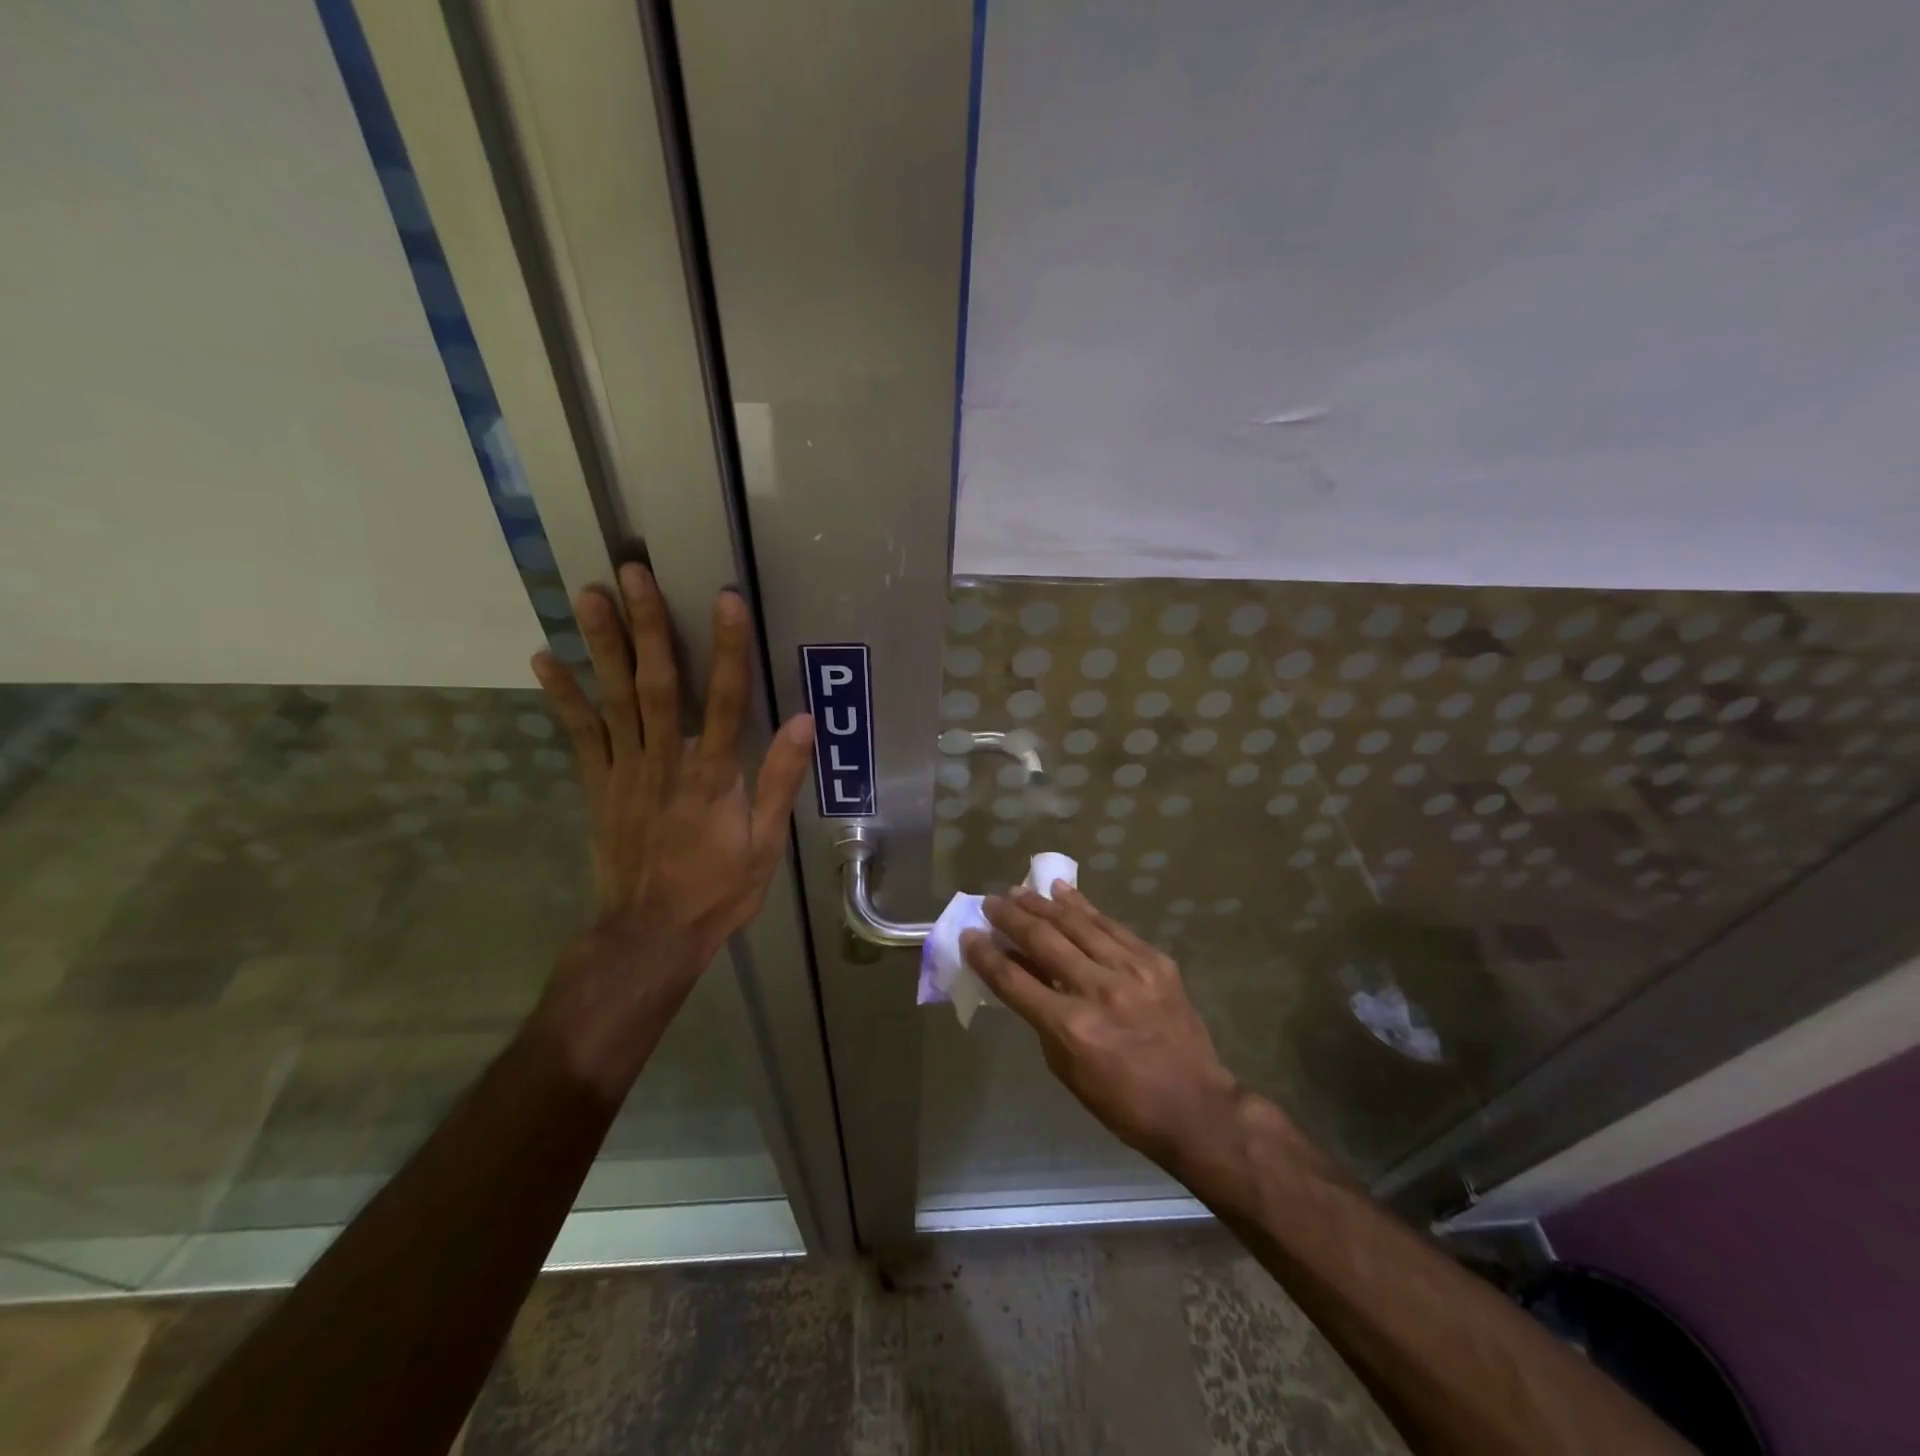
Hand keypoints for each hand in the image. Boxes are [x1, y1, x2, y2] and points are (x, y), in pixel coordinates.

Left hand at [528, 565, 812, 1089]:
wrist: (649, 935)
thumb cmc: (716, 890)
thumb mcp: (765, 845)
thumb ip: (781, 781)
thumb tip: (805, 723)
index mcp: (713, 776)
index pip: (727, 700)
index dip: (728, 648)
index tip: (725, 600)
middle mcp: (666, 762)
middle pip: (658, 684)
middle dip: (647, 625)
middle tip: (632, 572)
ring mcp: (625, 771)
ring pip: (614, 698)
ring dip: (602, 644)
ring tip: (587, 594)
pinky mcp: (597, 785)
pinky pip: (579, 734)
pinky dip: (562, 696)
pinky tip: (545, 659)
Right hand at [962, 883, 1243, 1172]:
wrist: (1195, 1106)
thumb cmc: (1122, 1102)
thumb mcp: (1068, 1071)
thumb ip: (1042, 1020)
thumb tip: (1024, 976)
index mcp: (1070, 1026)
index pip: (1014, 980)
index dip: (986, 955)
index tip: (969, 934)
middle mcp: (1097, 990)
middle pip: (1043, 940)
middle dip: (1010, 918)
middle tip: (990, 903)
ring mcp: (1130, 971)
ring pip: (1077, 924)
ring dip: (1043, 904)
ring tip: (1019, 890)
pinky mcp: (1155, 962)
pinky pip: (1111, 926)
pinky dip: (1084, 907)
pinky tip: (1064, 892)